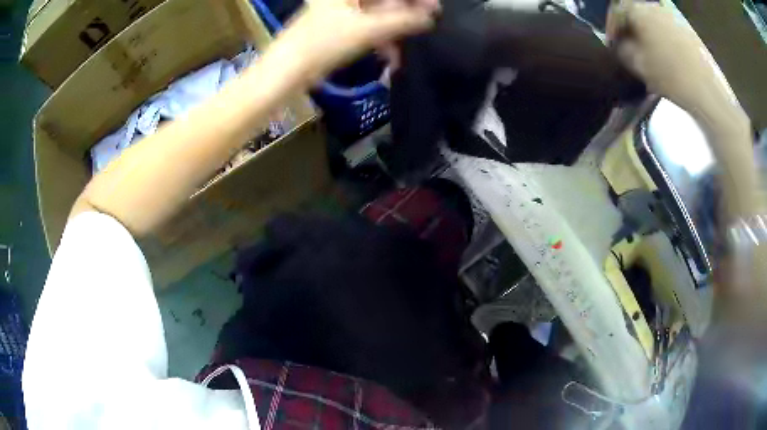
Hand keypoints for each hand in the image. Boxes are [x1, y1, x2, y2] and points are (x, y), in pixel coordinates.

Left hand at [276, 0, 439, 83]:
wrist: (286, 71)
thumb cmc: (324, 44)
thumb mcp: (369, 30)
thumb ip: (403, 21)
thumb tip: (429, 18)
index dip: (413, 0)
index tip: (433, 8)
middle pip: (384, 0)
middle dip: (406, 13)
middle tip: (426, 25)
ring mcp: (339, 9)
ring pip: (377, 13)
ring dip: (395, 29)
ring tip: (405, 48)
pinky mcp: (337, 25)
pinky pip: (367, 25)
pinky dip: (380, 37)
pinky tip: (390, 54)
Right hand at [606, 1, 738, 122]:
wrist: (707, 92)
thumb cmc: (671, 76)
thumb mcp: (638, 65)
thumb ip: (622, 50)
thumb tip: (620, 45)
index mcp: (639, 9)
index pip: (616, 10)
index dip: (612, 27)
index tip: (612, 44)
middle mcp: (655, 7)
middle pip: (636, 13)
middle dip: (631, 29)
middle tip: (630, 48)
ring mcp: (674, 18)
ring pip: (653, 21)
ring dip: (648, 34)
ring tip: (649, 54)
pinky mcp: (688, 31)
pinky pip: (668, 30)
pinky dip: (663, 39)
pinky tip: (667, 57)